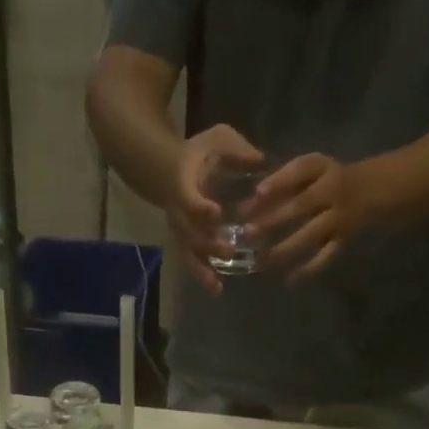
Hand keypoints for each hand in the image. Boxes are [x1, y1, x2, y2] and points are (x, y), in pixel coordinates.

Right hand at [170, 125, 263, 292]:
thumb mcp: (217, 139)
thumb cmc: (198, 153)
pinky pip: (192, 260)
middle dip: (207, 244)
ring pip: (188, 252)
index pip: (188, 198)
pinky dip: (203, 275)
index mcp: (183, 183)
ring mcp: (180, 230)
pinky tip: (217, 290)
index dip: (200, 207)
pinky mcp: (185, 243)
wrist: (168, 170)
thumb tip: (260, 160)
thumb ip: (236, 149)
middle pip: (189, 233)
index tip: (216, 213)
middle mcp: (178, 212)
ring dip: (202, 269)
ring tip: (216, 286)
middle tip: (228, 251)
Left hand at [249, 153, 371, 278]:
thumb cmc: (329, 179)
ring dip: (285, 248)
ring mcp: (339, 218)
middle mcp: (333, 192)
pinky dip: (309, 270)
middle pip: (301, 205)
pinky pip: (325, 257)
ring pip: (311, 234)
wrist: (370, 190)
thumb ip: (286, 179)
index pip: (299, 171)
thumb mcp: (313, 169)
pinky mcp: (343, 240)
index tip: (257, 193)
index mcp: (323, 169)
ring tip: (261, 260)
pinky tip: (290, 280)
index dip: (278, 181)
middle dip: (273, 219)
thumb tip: (254, 198)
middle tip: (248, 232)